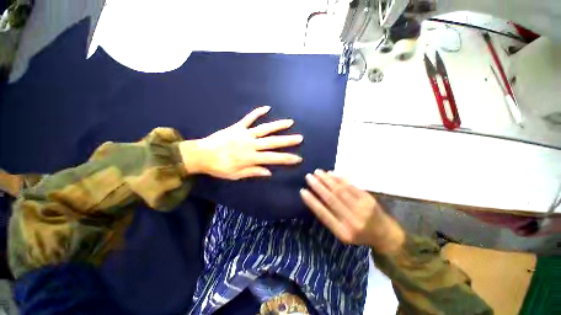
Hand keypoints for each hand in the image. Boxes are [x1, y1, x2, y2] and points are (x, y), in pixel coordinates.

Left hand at [180, 106, 302, 179]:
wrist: (201, 155)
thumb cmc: (219, 167)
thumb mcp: (236, 175)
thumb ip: (253, 172)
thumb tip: (269, 172)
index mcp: (251, 158)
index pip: (274, 158)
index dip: (287, 159)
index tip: (298, 158)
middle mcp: (251, 144)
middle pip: (273, 142)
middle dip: (288, 140)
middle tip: (300, 138)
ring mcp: (245, 134)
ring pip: (265, 128)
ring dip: (278, 125)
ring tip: (290, 122)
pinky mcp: (238, 127)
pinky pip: (249, 118)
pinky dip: (257, 112)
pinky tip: (267, 107)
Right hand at [300, 169, 404, 252]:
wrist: (385, 234)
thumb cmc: (360, 235)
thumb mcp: (343, 233)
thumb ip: (330, 218)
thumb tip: (315, 199)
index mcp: (343, 232)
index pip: (323, 214)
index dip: (312, 201)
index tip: (302, 191)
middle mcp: (352, 220)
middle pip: (331, 199)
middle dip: (318, 186)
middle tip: (308, 176)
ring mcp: (362, 208)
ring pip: (340, 190)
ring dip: (327, 179)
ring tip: (317, 172)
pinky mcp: (368, 199)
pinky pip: (351, 186)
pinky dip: (339, 178)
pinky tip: (331, 173)